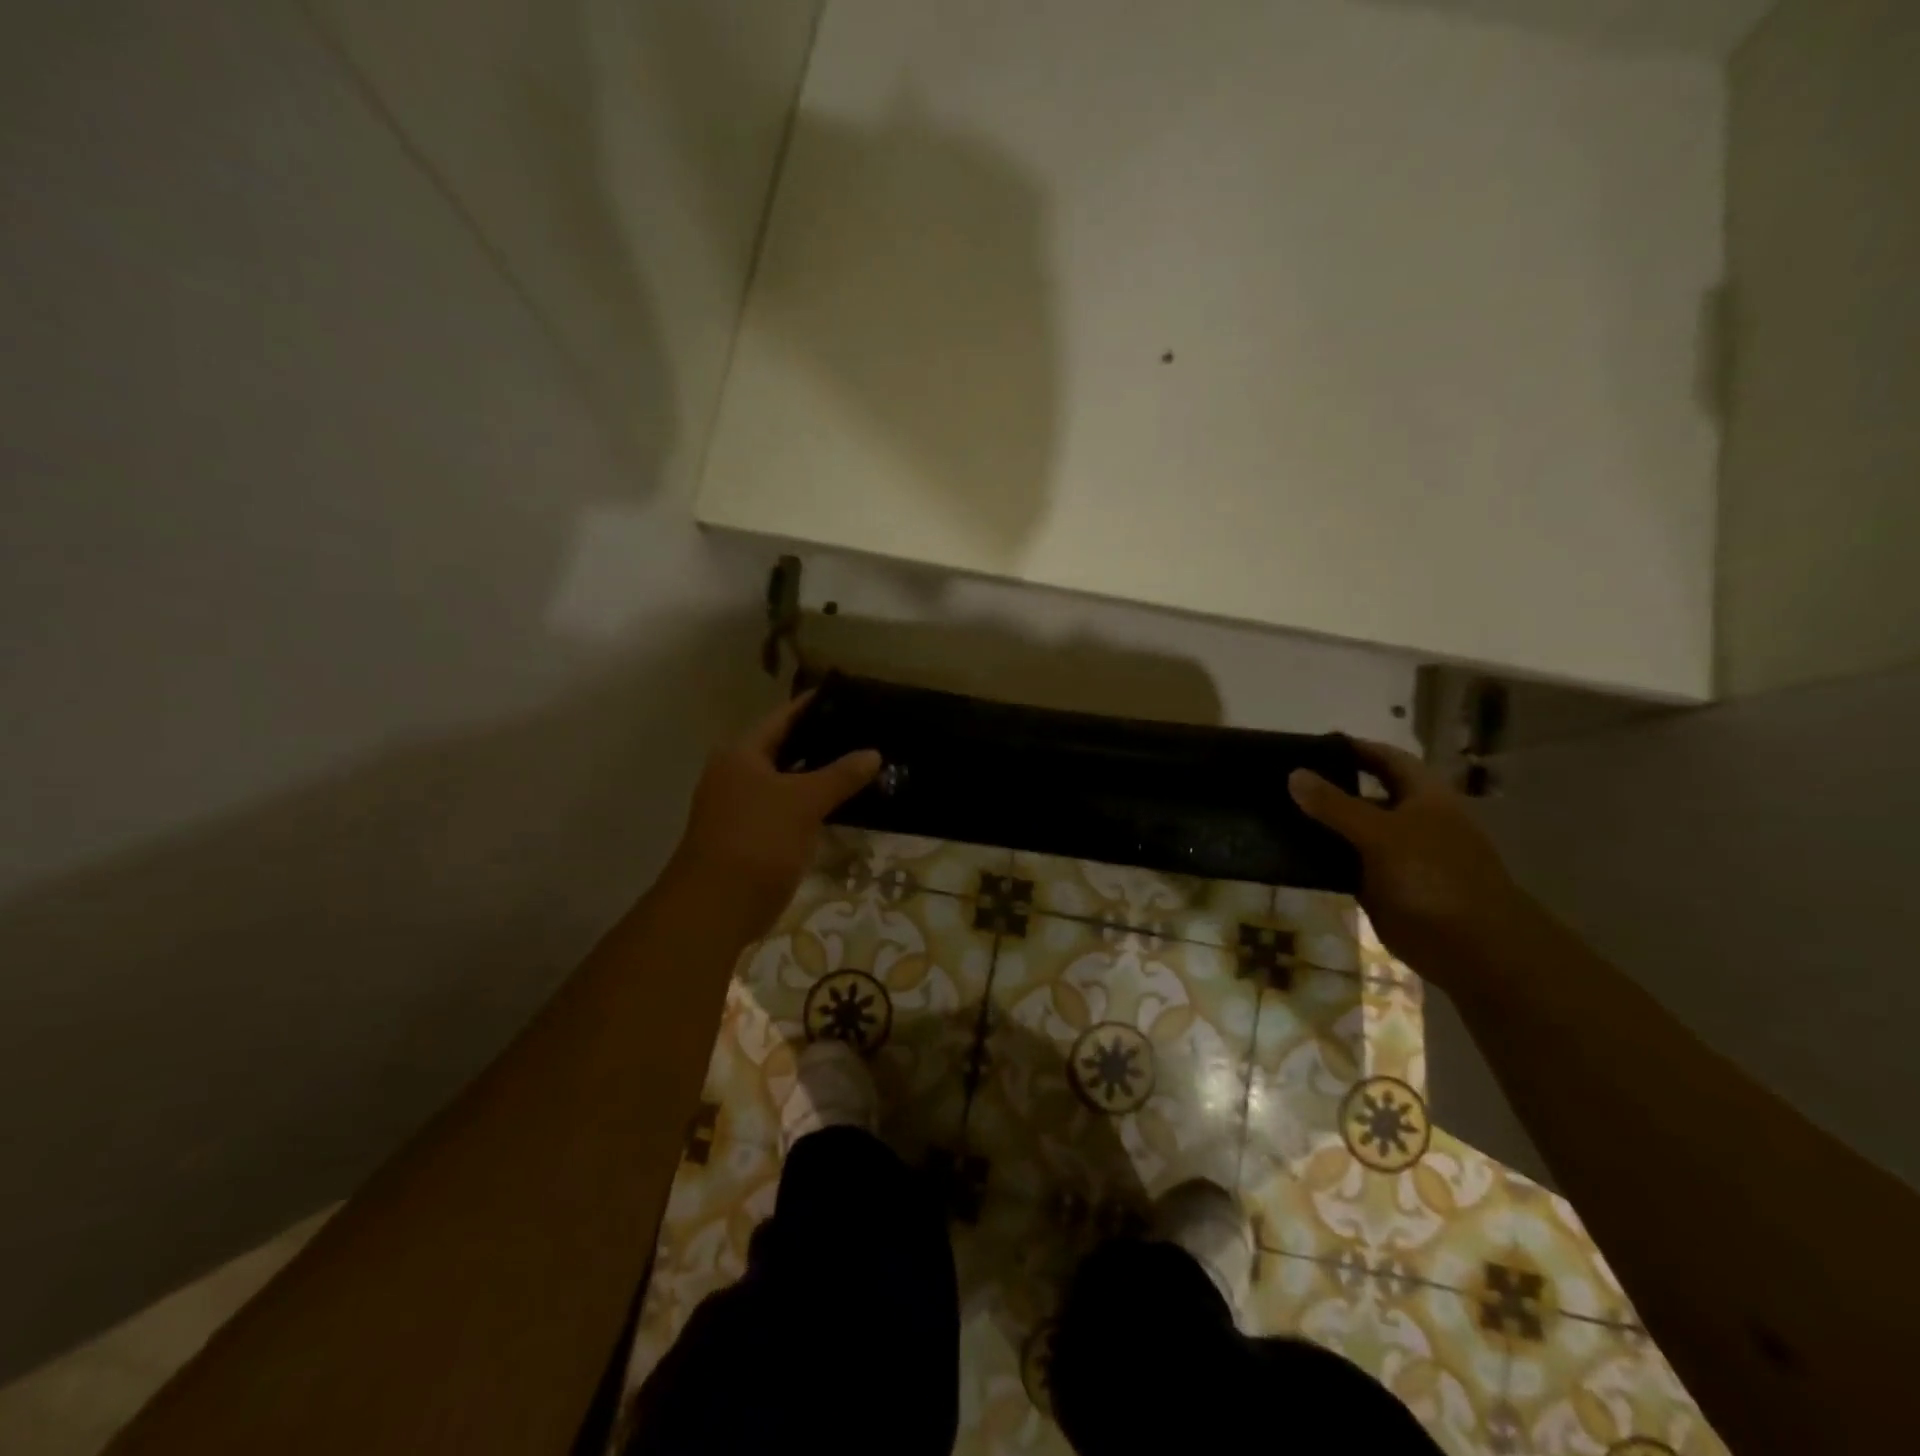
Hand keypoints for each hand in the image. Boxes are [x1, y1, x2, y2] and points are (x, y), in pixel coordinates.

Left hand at [663, 694, 880, 937]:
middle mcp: (737, 774)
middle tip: (867, 733)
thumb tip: (873, 753)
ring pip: (789, 782)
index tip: (851, 697)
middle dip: (824, 743)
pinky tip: (843, 805)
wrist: (717, 906)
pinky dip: (813, 805)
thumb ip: (840, 775)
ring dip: (821, 777)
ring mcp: (743, 806)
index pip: (784, 717)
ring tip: (863, 765)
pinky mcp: (753, 836)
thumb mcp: (804, 801)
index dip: (816, 706)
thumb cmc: (758, 839)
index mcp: (742, 754)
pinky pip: (789, 810)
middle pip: (786, 749)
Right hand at [1288, 738, 1522, 982]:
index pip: (1386, 759)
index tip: (1310, 745)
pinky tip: (1289, 852)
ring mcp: (1396, 855)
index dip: (1354, 748)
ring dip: (1320, 823)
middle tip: (1281, 779)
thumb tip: (1294, 774)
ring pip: (1352, 830)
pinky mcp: (1382, 886)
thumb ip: (1336, 805)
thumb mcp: (1381, 833)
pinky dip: (1322, 857)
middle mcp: (1411, 819)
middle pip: (1365, 793)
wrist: (1470, 948)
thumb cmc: (1434, 877)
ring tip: (1274, 812)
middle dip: (1329, 785)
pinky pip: (1346, 863)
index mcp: (1424, 796)